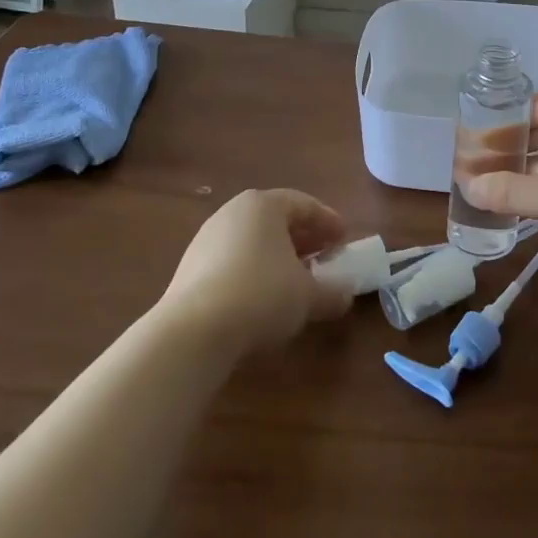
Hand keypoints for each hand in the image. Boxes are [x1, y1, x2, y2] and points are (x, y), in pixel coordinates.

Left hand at [159, 189, 352, 353]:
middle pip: (276, 220)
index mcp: (264, 205)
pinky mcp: (190, 268)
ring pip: (253, 241)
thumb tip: (347, 293)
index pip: (304, 204)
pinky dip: (254, 271)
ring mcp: (207, 238)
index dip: (328, 222)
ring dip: (278, 257)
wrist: (192, 332)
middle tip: (324, 258)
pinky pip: (233, 261)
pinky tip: (264, 297)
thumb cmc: (261, 296)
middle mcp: (233, 212)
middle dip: (303, 239)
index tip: (343, 240)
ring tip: (296, 281)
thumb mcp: (308, 296)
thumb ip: (333, 291)